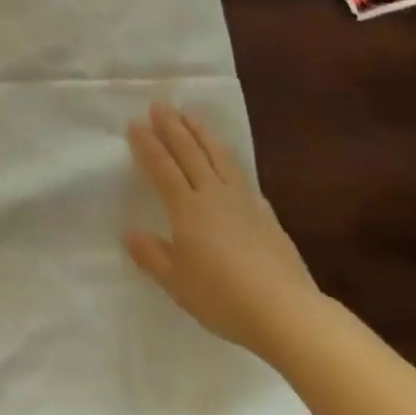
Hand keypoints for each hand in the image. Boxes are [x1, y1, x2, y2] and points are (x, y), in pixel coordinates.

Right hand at [124, 103, 322, 359]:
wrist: (285, 310)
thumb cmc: (222, 298)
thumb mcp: (177, 283)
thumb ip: (152, 255)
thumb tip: (130, 232)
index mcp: (187, 208)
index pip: (162, 168)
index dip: (148, 145)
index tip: (136, 123)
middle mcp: (213, 194)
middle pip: (190, 152)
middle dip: (172, 127)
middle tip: (160, 104)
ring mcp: (242, 200)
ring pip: (218, 155)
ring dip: (202, 132)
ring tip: (191, 115)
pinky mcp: (265, 212)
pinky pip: (241, 173)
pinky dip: (228, 157)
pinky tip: (228, 158)